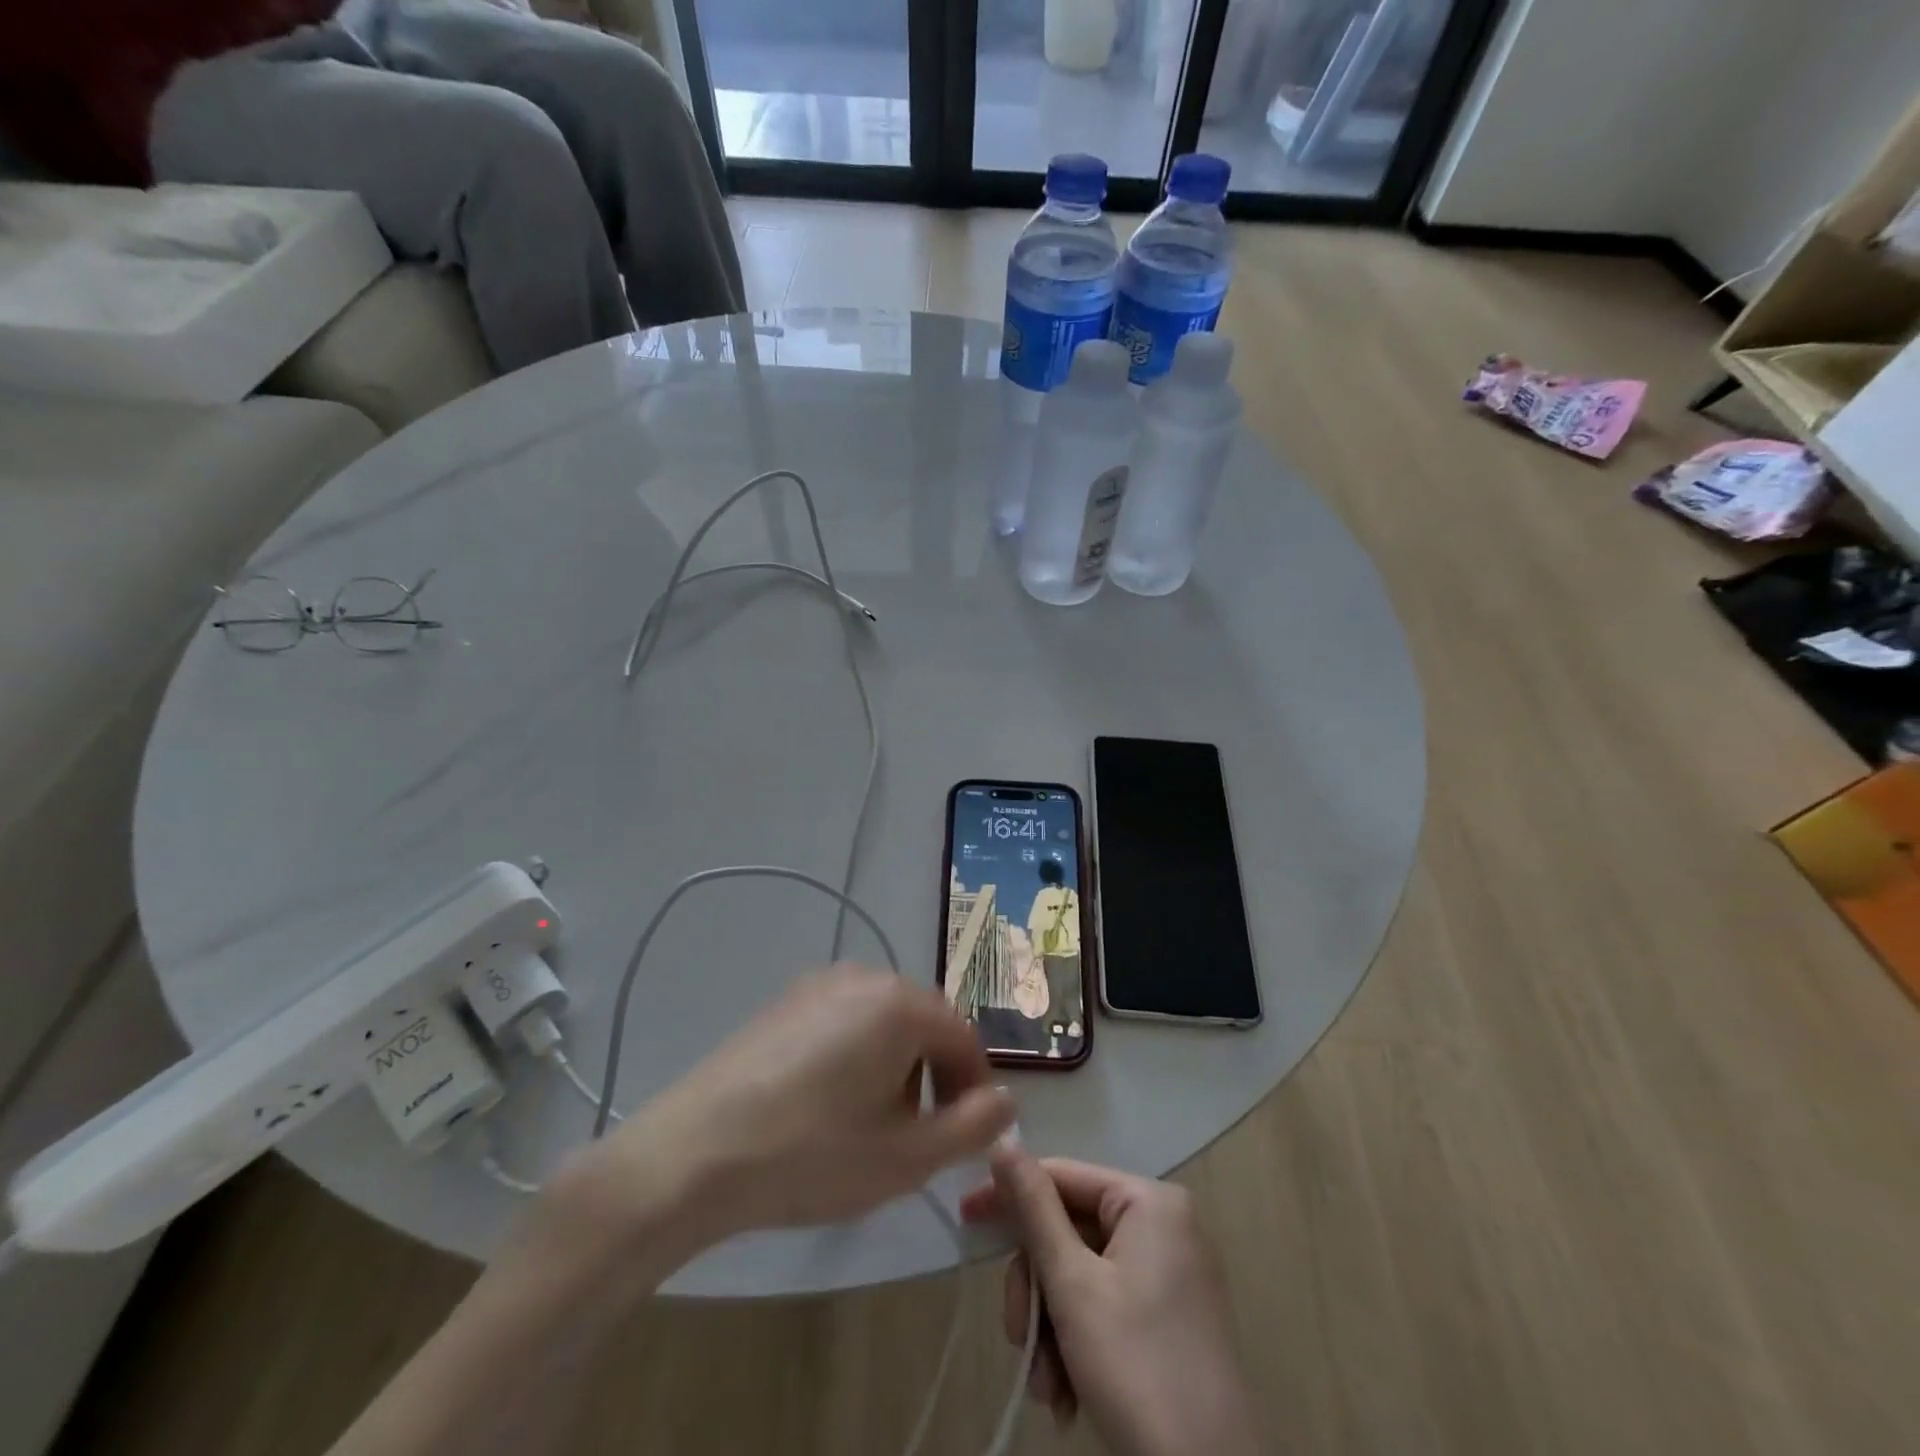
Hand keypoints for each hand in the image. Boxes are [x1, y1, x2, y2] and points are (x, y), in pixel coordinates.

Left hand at [554, 965, 1014, 1251]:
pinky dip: (856, 1056)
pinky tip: (826, 1104)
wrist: (694, 1153)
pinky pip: (844, 1021)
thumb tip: (1006, 1100)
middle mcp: (864, 976)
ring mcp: (818, 983)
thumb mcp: (907, 1157)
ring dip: (896, 1067)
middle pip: (924, 1024)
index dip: (974, 1090)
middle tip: (916, 1138)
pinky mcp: (784, 1001)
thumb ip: (973, 1126)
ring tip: (869, 1125)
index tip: (963, 1139)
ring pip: (884, 1022)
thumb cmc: (811, 1154)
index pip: (964, 1039)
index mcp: (900, 1003)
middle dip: (933, 1077)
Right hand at [962, 1149, 1260, 1455]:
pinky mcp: (1171, 1318)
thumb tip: (1003, 1142)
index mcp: (1149, 1202)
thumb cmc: (1138, 1371)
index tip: (965, 1218)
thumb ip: (1034, 1209)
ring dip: (1052, 1329)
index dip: (1010, 1196)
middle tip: (1018, 1338)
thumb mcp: (1072, 1285)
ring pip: (1082, 1275)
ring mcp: (1171, 1273)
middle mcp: (1164, 1225)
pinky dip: (1078, 1345)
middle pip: (1070, 1232)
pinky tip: (1068, 1397)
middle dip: (1037, 1291)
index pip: (1063, 1176)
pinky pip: (1106, 1305)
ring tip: (1048, 1390)